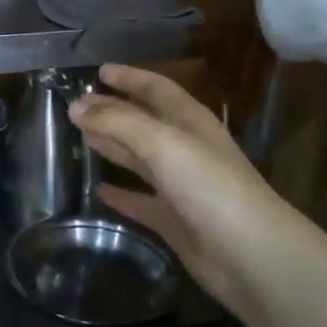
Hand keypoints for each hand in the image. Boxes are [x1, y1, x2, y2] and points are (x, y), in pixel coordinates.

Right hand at [70, 64, 313, 322]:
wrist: (250, 255)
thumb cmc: (209, 186)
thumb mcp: (162, 143)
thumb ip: (117, 122)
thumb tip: (75, 106)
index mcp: (190, 122)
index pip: (156, 89)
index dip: (130, 77)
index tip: (99, 70)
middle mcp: (186, 149)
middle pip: (144, 122)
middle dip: (113, 111)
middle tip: (77, 107)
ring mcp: (181, 187)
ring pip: (140, 159)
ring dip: (113, 147)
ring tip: (81, 138)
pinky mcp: (174, 221)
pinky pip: (140, 201)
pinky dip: (120, 194)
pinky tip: (98, 190)